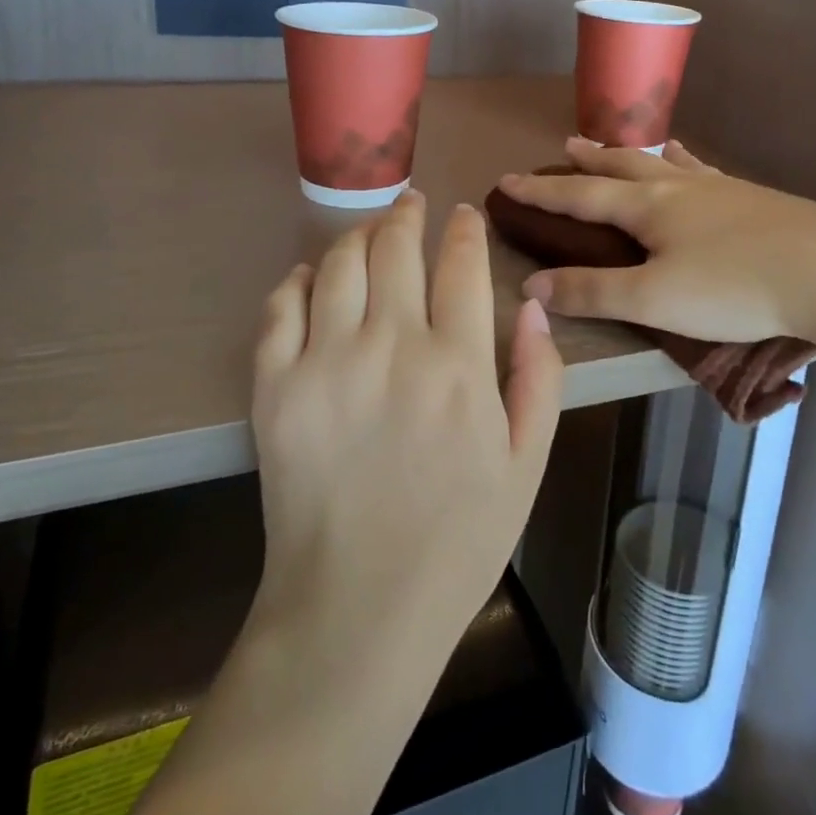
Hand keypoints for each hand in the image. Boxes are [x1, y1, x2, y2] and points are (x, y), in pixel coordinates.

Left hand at [249, 191, 563, 660]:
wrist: (357, 610)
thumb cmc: (457, 542)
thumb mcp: (526, 466)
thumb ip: (540, 380)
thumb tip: (533, 309)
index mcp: (459, 366)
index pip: (463, 264)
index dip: (464, 229)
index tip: (463, 215)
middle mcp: (391, 347)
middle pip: (396, 247)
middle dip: (408, 215)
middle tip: (411, 204)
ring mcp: (325, 362)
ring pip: (338, 263)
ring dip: (358, 236)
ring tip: (370, 233)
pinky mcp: (274, 387)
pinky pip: (279, 307)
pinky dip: (296, 281)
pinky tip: (310, 280)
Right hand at [496, 138, 815, 359]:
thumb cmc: (735, 287)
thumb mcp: (653, 298)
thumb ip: (591, 291)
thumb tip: (531, 286)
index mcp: (649, 207)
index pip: (579, 195)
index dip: (540, 191)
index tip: (506, 180)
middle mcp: (679, 187)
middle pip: (621, 167)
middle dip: (587, 161)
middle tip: (564, 147)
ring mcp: (720, 189)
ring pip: (663, 164)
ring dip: (631, 157)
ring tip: (616, 149)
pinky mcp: (754, 200)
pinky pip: (703, 172)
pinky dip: (684, 164)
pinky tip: (692, 164)